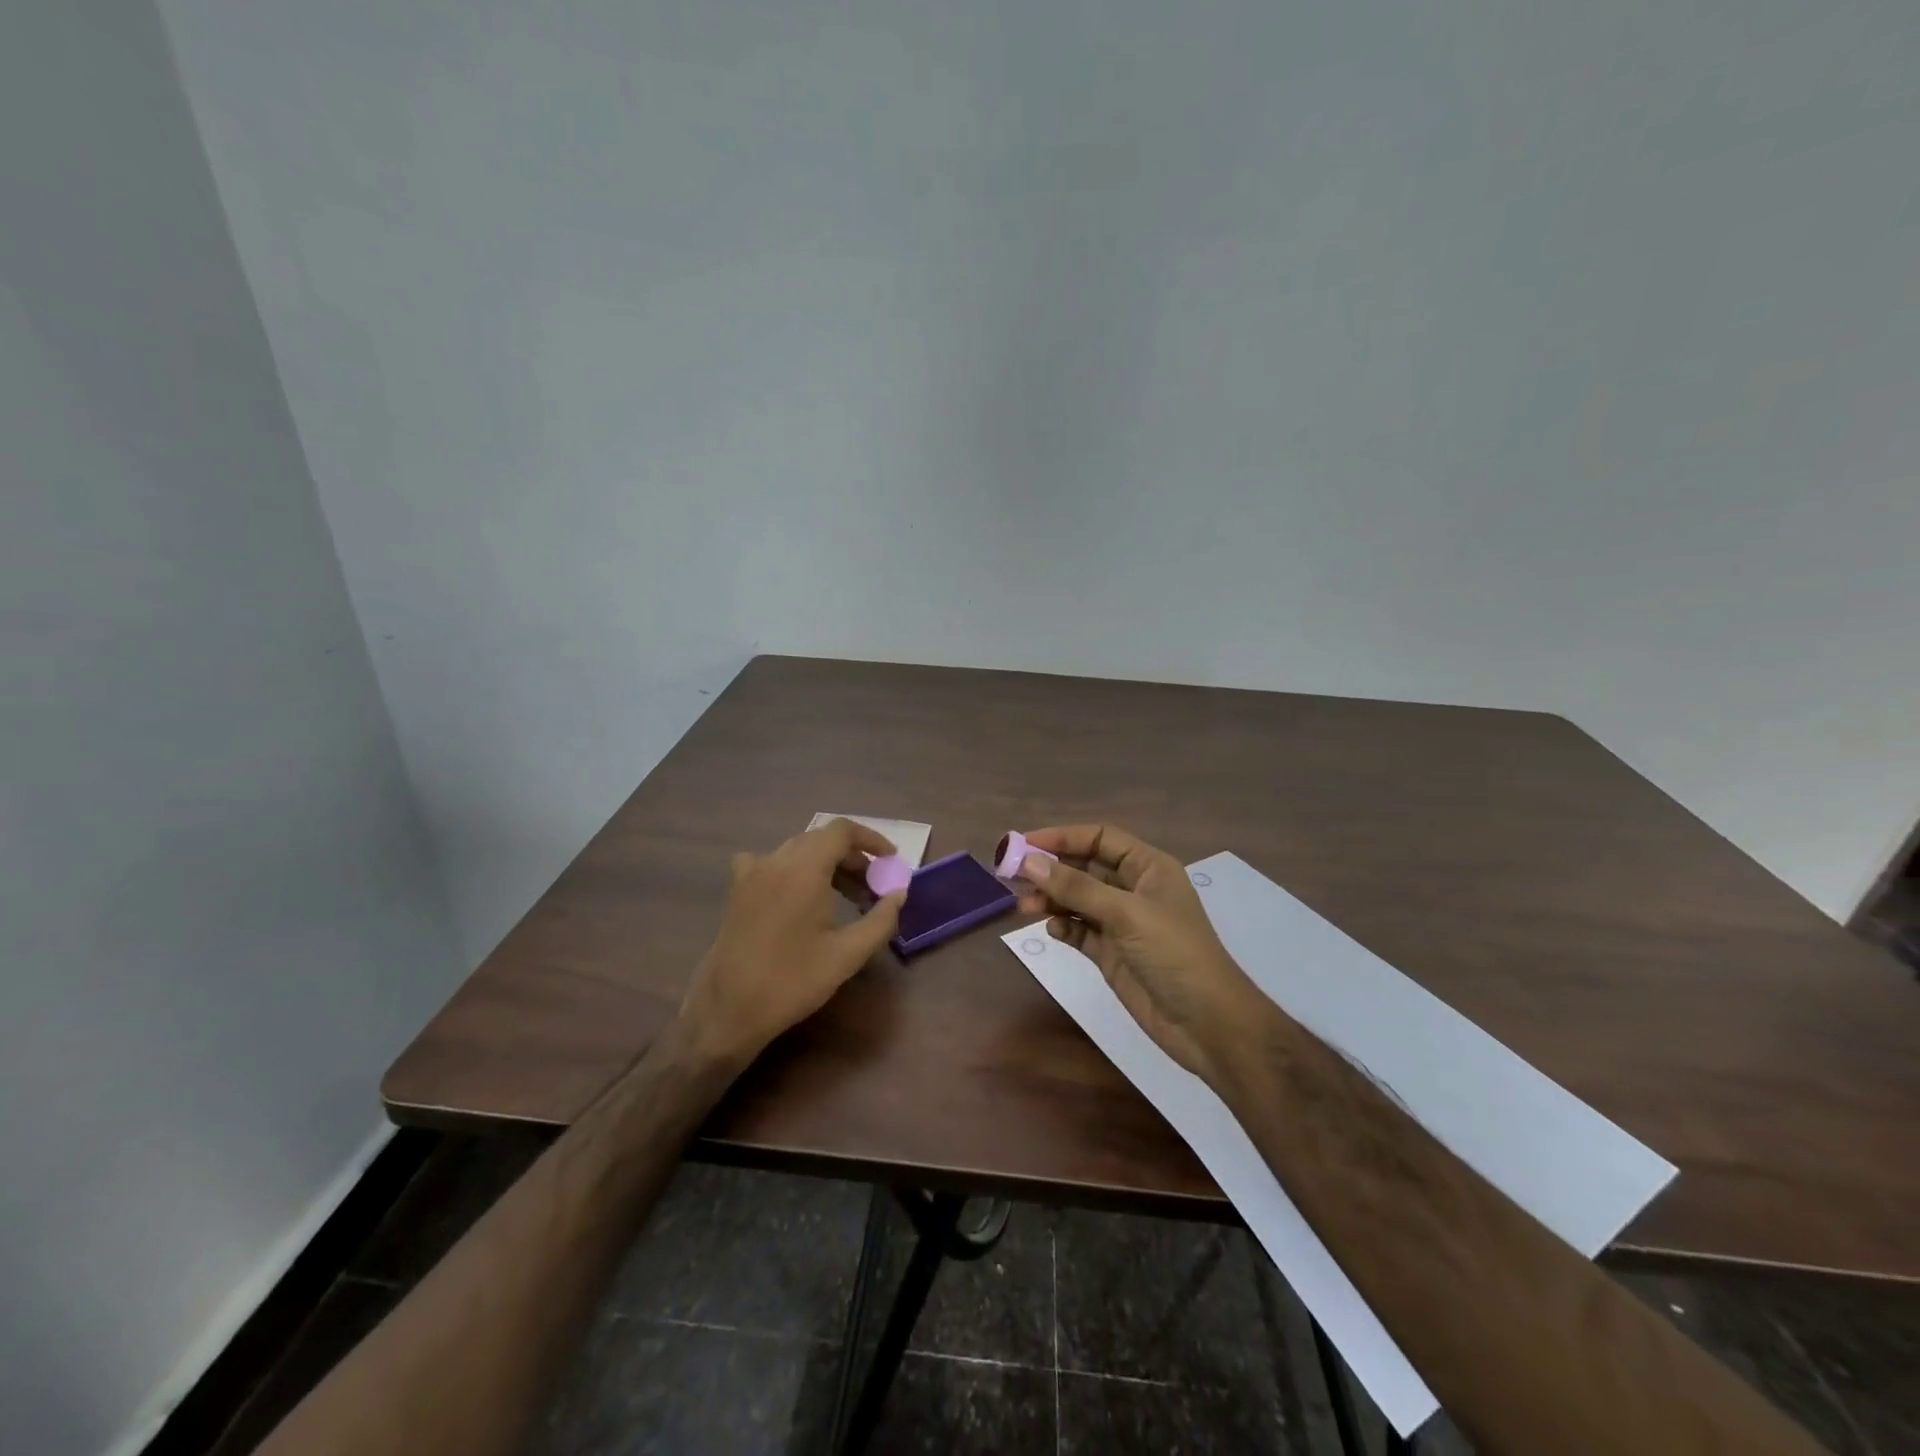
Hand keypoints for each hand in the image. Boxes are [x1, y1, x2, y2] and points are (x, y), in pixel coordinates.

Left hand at [679, 818, 905, 1069]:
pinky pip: (771, 863)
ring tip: (847, 896)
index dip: (870, 840)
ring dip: (826, 864)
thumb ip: (880, 920)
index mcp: (804, 869)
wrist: (728, 1010)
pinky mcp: (738, 890)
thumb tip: (899, 893)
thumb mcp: (847, 955)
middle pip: (821, 839)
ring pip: (798, 850)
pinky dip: (794, 869)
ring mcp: (752, 873)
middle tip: (873, 886)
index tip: (890, 860)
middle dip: (852, 857)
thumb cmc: (792, 981)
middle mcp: (776, 861)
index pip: (842, 831)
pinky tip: (798, 893)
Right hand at [1013, 825, 1263, 1085]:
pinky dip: (1063, 927)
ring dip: (1051, 899)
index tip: (1024, 844)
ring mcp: (1122, 923)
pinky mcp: (1112, 953)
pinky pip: (1079, 930)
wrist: (1207, 1025)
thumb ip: (1076, 888)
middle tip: (1012, 875)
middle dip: (1050, 869)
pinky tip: (1051, 931)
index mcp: (1149, 868)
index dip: (1062, 837)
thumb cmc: (1174, 954)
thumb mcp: (1126, 914)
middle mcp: (1134, 890)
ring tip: (1024, 907)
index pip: (1100, 838)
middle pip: (1084, 867)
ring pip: (1077, 900)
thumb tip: (1028, 861)